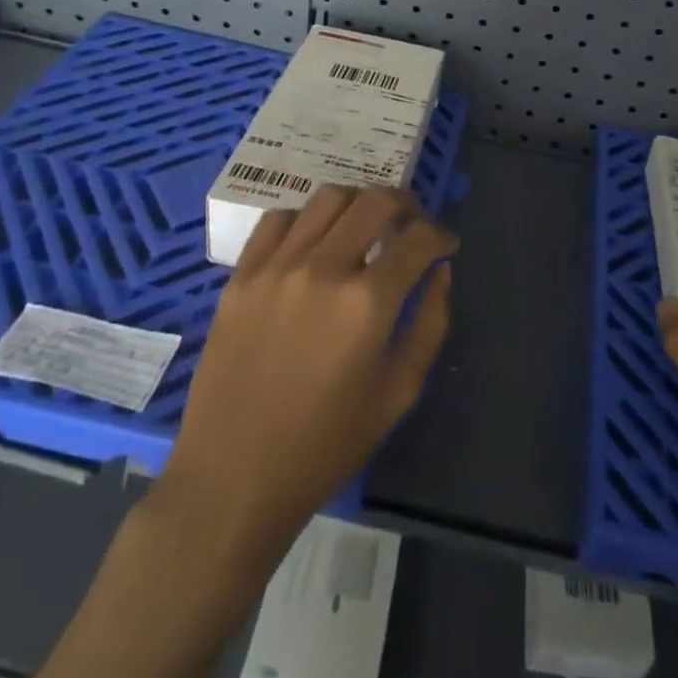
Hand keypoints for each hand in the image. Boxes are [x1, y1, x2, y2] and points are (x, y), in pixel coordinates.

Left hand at [152, 185, 455, 564]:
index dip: (441, 235)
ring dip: (358, 203)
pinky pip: (279, 219)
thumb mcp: (398, 393)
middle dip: (406, 204)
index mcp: (367, 303)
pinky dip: (307, 219)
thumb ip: (430, 323)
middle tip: (413, 224)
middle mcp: (323, 269)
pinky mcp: (241, 276)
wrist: (232, 479)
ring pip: (328, 198)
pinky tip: (314, 242)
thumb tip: (441, 271)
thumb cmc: (324, 446)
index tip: (445, 245)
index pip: (418, 238)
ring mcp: (276, 267)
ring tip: (365, 226)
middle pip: (375, 200)